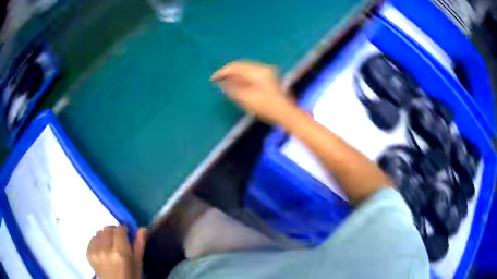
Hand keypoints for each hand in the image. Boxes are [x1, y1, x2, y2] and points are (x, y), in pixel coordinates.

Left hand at [87, 226, 146, 278]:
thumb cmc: (131, 276)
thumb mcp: (138, 264)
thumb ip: (139, 245)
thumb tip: (142, 228)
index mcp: (120, 253)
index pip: (119, 229)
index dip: (123, 230)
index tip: (127, 233)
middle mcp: (105, 249)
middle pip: (107, 229)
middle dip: (114, 232)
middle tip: (119, 240)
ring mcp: (95, 251)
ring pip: (99, 233)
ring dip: (105, 236)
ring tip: (110, 246)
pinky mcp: (88, 253)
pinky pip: (92, 239)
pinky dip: (98, 242)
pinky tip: (103, 250)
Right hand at [211, 61, 297, 124]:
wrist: (285, 112)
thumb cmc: (266, 107)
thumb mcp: (246, 99)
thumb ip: (233, 89)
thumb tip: (222, 82)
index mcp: (257, 72)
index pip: (236, 67)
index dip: (223, 72)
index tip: (213, 78)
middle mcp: (262, 68)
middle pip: (240, 65)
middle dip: (228, 71)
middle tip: (217, 79)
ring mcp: (266, 71)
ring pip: (245, 68)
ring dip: (234, 73)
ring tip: (224, 80)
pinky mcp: (268, 76)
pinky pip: (250, 71)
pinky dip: (241, 75)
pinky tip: (236, 81)